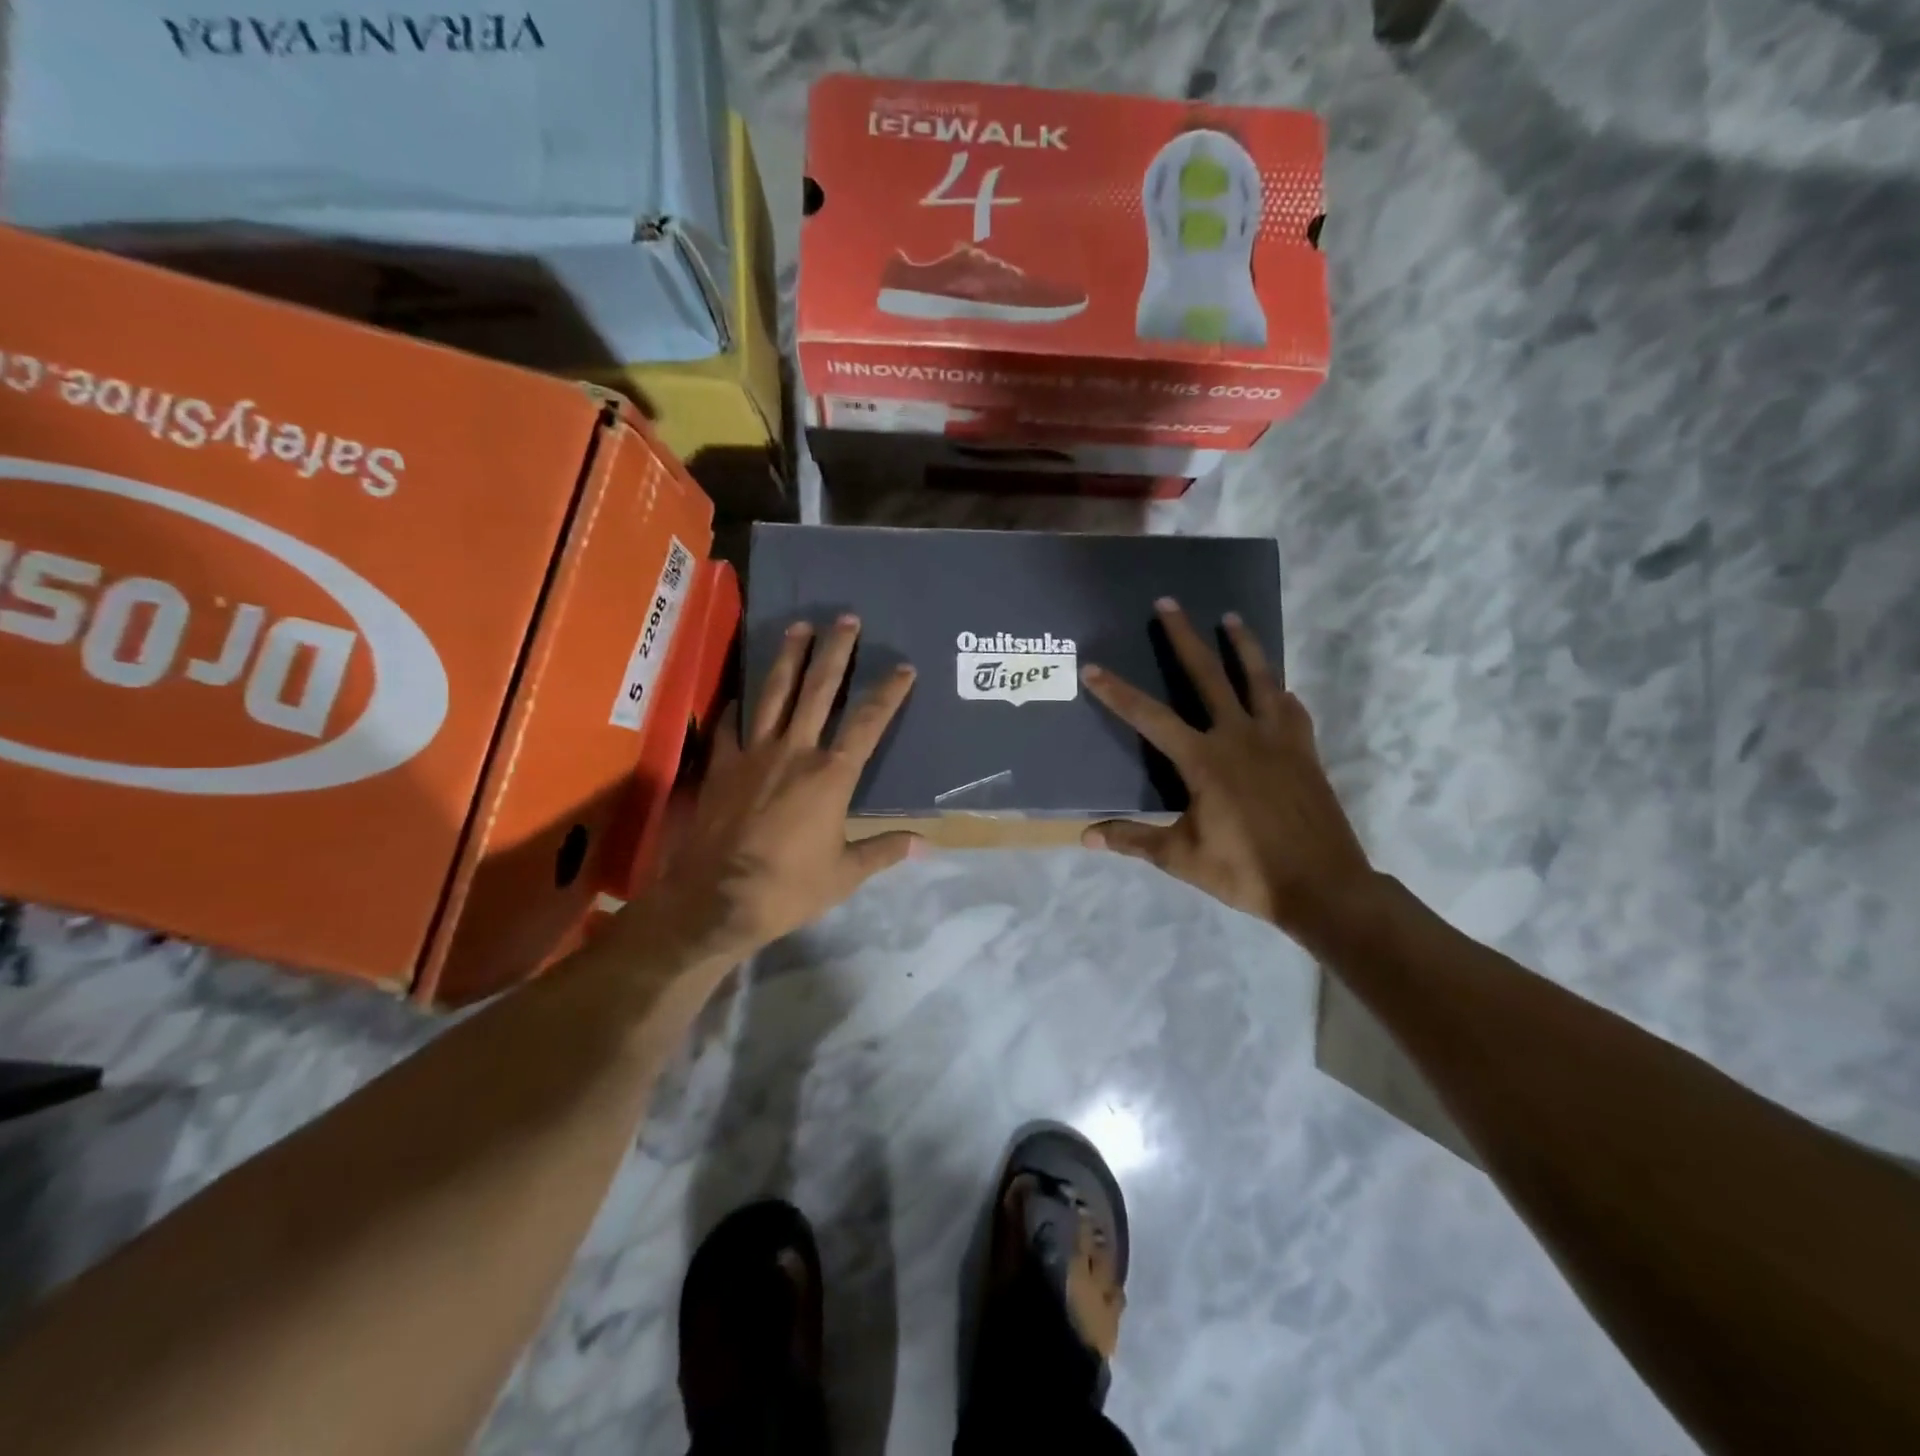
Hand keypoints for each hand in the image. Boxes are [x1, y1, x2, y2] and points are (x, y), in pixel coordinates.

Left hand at [637, 615, 920, 961]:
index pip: (868, 723)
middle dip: (835, 652)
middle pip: (819, 690)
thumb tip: (923, 844)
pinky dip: (736, 706)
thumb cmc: (789, 888)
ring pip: (774, 694)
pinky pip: (729, 725)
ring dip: (788, 658)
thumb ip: (883, 851)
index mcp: (832, 776)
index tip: (903, 667)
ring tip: (798, 627)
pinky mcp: (721, 765)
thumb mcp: (845, 874)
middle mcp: (795, 752)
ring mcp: (753, 753)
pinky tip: (740, 694)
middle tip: (845, 618)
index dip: (888, 693)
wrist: (718, 899)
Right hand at [1079, 600, 1375, 943]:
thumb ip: (1134, 840)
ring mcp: (1278, 740)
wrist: (1323, 886)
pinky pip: (1292, 710)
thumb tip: (1086, 836)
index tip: (1094, 668)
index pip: (1150, 717)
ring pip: (1259, 679)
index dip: (1118, 693)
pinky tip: (1279, 689)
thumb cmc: (1246, 872)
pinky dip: (1281, 693)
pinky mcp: (1305, 752)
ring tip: (1231, 618)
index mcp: (1205, 761)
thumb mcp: (1181, 858)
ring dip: (1243, 646)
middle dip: (1184, 638)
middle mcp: (1240, 737)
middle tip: (1168, 603)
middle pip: (1207, 676)